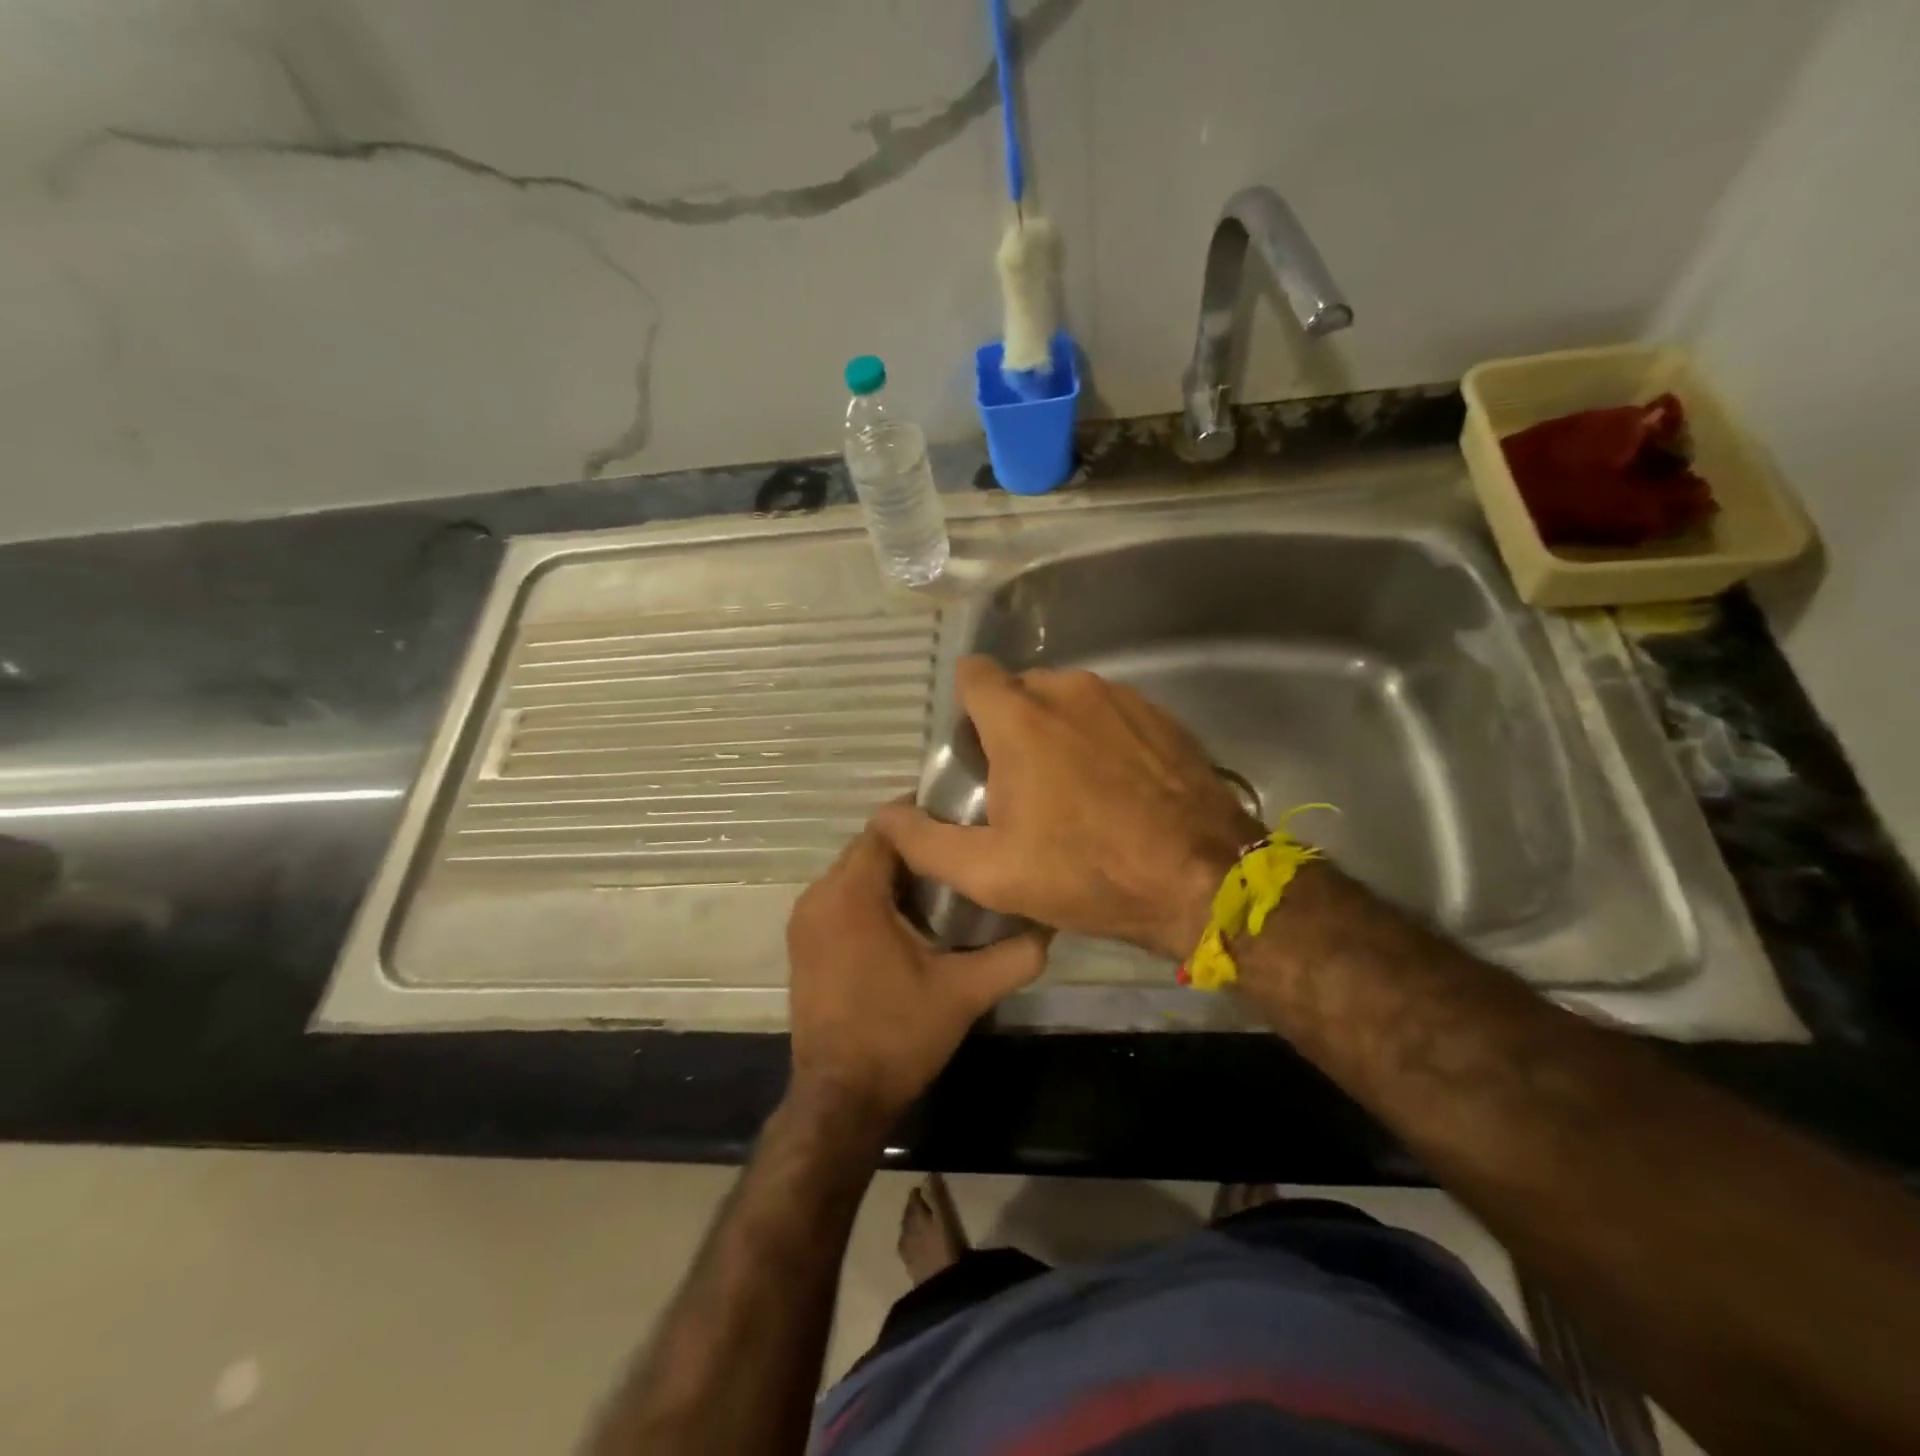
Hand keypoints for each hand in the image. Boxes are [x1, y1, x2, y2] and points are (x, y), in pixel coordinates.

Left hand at [786, 818, 1048, 1122]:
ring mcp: (805, 919)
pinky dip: (871, 895)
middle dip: (912, 848)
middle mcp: (819, 896)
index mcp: (851, 895)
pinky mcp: (804, 941)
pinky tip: (908, 917)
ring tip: (942, 883)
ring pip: (854, 872)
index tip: (962, 823)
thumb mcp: (965, 993)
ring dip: (892, 873)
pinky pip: (841, 897)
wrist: (840, 1097)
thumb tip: (1050, 926)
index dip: (923, 819)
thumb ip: (1013, 956)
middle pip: (869, 848)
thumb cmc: (899, 1036)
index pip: (885, 828)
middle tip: (960, 854)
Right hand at [875, 657, 1259, 960]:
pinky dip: (1102, 738)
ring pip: (1068, 700)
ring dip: (1059, 731)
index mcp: (1019, 718)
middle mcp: (1068, 690)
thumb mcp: (991, 873)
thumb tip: (885, 818)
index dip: (965, 707)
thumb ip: (926, 842)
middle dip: (1012, 725)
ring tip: (1073, 789)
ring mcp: (1121, 698)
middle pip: (1020, 689)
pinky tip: (1117, 786)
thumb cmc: (1087, 873)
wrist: (1200, 879)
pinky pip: (1111, 713)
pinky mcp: (1161, 715)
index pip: (972, 674)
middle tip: (1021, 784)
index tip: (974, 749)